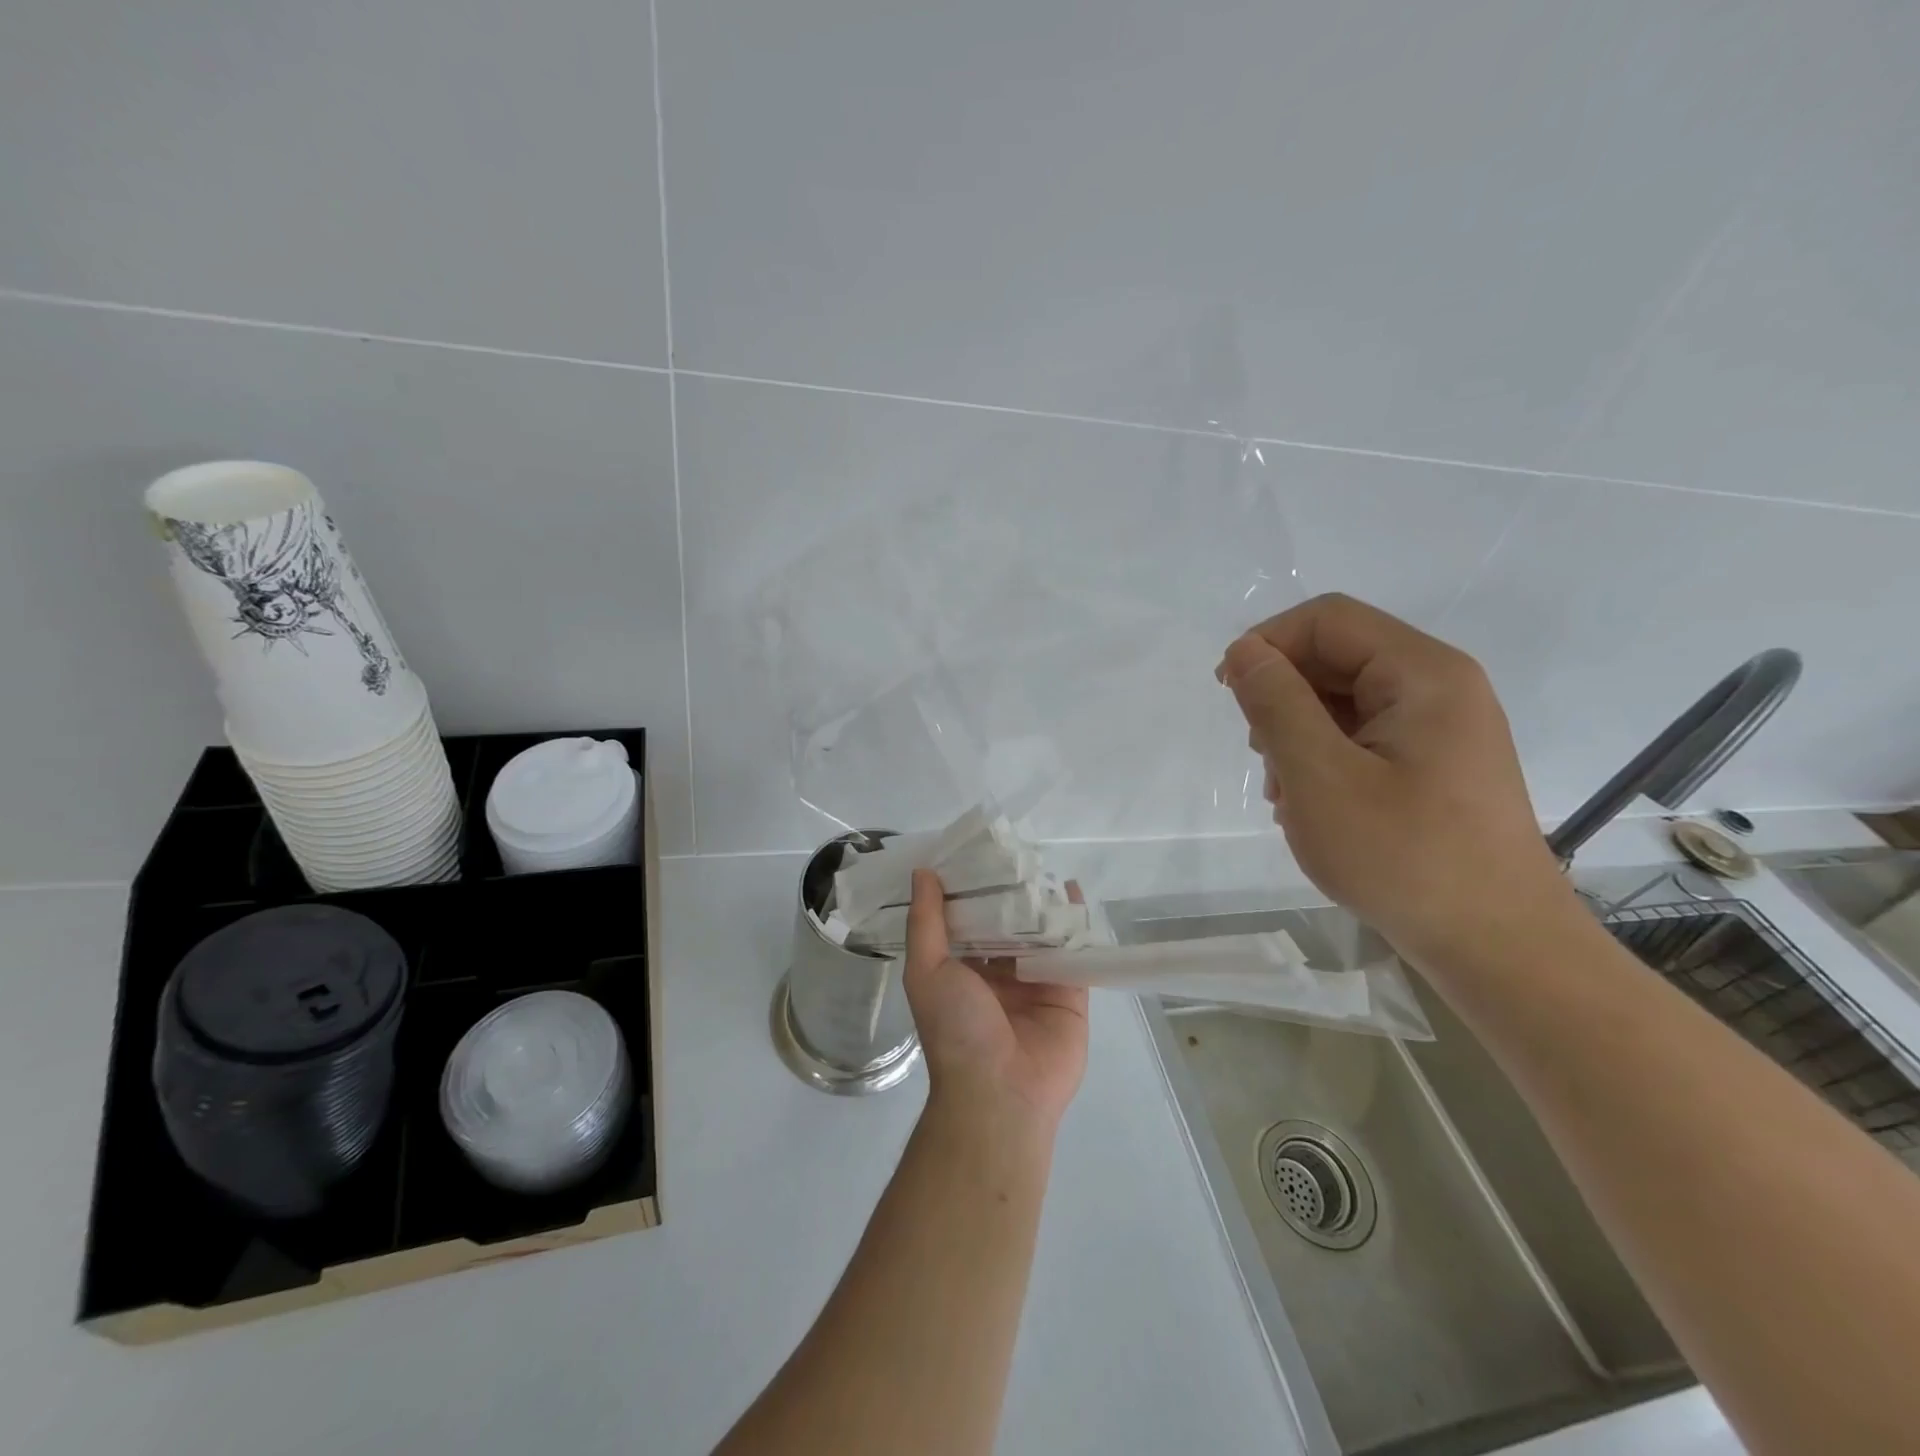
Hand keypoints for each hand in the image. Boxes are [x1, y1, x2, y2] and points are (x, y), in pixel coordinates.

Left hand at [902, 869, 1088, 1130]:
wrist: (999, 1094)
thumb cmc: (955, 1029)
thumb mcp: (927, 971)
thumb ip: (926, 922)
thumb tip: (923, 872)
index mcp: (962, 969)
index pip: (968, 919)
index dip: (972, 887)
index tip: (977, 850)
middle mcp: (999, 973)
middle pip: (1008, 923)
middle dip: (1011, 891)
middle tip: (1016, 848)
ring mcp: (1036, 983)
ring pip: (1041, 933)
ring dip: (1042, 902)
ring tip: (1043, 861)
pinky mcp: (1070, 994)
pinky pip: (1073, 953)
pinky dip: (1074, 923)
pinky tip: (1073, 891)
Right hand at [1218, 593, 1570, 964]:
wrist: (1497, 947)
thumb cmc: (1404, 857)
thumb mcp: (1320, 777)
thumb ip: (1276, 704)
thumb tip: (1244, 651)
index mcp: (1423, 674)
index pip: (1327, 619)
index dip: (1268, 643)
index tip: (1228, 693)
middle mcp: (1440, 687)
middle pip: (1337, 657)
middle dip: (1283, 697)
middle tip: (1262, 757)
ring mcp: (1442, 727)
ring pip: (1344, 700)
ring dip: (1299, 733)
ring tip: (1288, 793)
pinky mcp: (1435, 764)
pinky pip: (1364, 735)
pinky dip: (1325, 758)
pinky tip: (1314, 806)